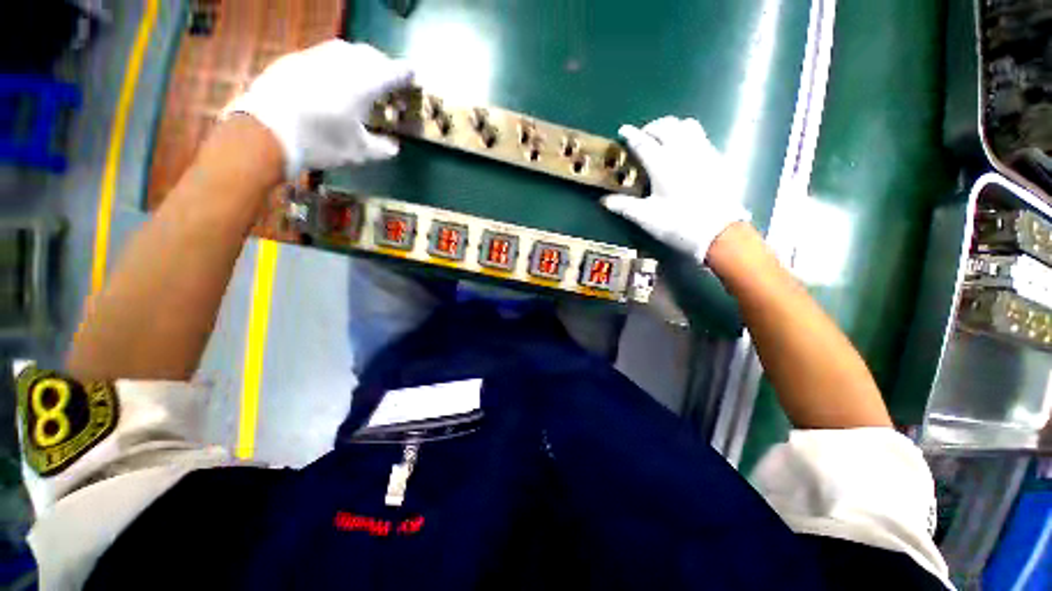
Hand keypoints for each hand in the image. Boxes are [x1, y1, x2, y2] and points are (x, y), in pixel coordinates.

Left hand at [223, 40, 413, 178]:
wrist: (265, 131)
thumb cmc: (320, 142)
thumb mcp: (358, 152)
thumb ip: (382, 148)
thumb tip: (394, 146)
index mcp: (364, 83)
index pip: (393, 71)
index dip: (406, 74)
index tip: (413, 77)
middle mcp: (342, 62)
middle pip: (370, 54)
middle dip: (384, 65)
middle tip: (388, 80)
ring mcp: (316, 56)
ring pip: (346, 50)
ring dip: (360, 60)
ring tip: (362, 77)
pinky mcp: (294, 59)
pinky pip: (323, 55)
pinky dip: (336, 64)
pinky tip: (332, 80)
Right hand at [601, 116, 749, 262]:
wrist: (719, 232)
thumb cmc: (678, 224)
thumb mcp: (646, 218)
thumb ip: (624, 206)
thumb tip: (604, 201)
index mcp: (663, 165)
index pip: (643, 143)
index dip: (631, 135)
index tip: (623, 130)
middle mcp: (683, 152)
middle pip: (666, 127)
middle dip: (652, 127)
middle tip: (643, 136)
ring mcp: (704, 152)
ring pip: (687, 125)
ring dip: (672, 127)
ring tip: (664, 139)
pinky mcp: (718, 159)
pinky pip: (701, 137)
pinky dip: (688, 136)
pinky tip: (685, 152)